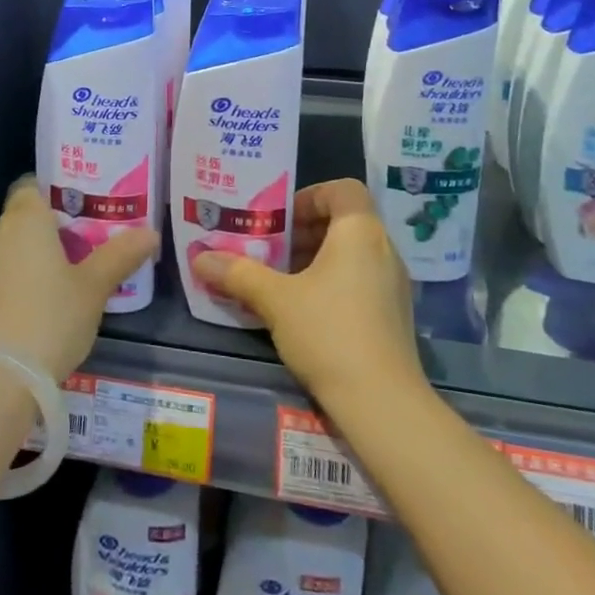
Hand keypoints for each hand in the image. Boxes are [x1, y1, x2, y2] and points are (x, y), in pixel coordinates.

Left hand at [0, 177, 158, 382]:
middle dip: (56, 225)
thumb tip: (151, 232)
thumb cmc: (49, 317)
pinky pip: (6, 272)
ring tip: (76, 270)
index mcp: (25, 218)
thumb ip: (121, 255)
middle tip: (93, 238)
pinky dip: (26, 277)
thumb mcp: (94, 287)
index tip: (87, 204)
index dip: (59, 190)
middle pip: (28, 216)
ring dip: (41, 254)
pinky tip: (50, 299)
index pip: (34, 184)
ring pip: (16, 246)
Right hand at [192, 179, 422, 410]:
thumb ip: (238, 273)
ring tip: (282, 280)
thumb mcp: (275, 300)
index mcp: (360, 231)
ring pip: (352, 253)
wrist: (383, 404)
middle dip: (305, 231)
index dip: (309, 196)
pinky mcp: (395, 315)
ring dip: (317, 257)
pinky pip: (362, 279)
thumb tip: (199, 257)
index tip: (280, 219)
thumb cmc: (329, 332)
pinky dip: (334, 281)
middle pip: (344, 220)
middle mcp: (384, 249)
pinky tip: (306, 310)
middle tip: (271, 249)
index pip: (342, 189)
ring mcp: (394, 284)